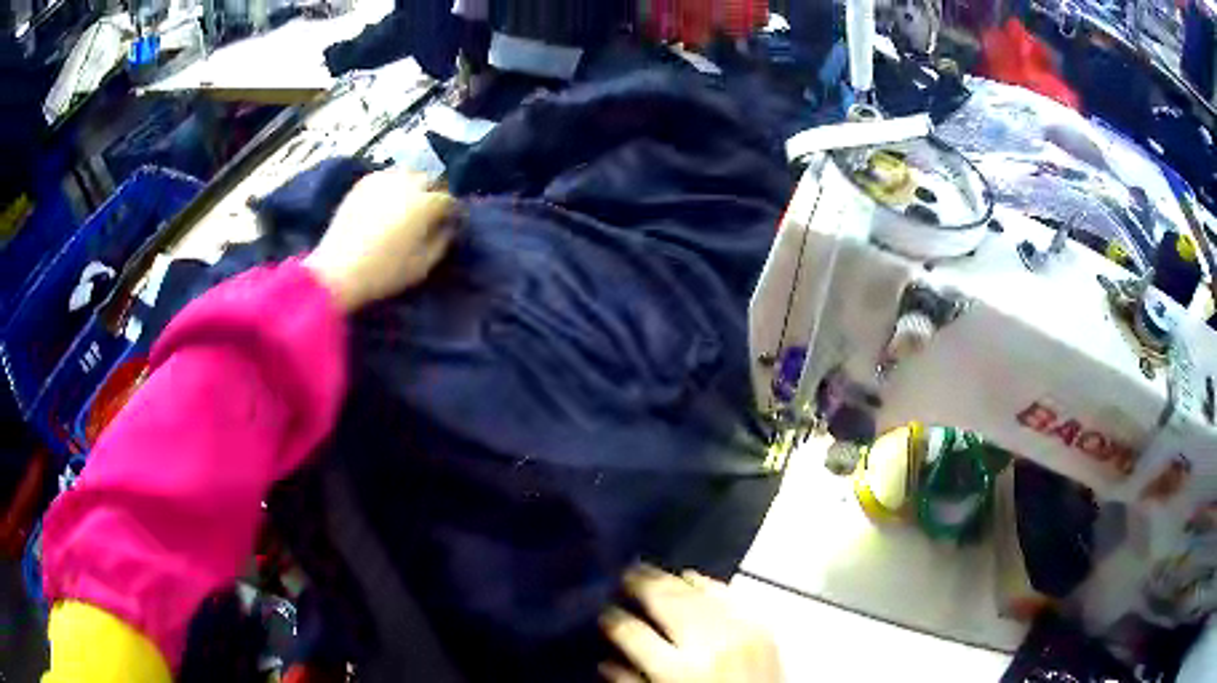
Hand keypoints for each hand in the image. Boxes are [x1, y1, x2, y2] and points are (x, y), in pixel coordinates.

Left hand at [303, 168, 457, 311]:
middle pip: (430, 179)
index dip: (452, 212)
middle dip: (434, 193)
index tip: (451, 223)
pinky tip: (389, 200)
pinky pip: (386, 176)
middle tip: (430, 212)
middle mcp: (407, 184)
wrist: (338, 271)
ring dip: (414, 185)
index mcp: (426, 203)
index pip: (449, 200)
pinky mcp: (363, 184)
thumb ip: (442, 242)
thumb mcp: (423, 265)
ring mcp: (383, 180)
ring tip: (409, 202)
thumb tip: (447, 227)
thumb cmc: (385, 272)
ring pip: (408, 173)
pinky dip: (393, 184)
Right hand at [599, 565, 781, 682]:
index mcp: (676, 671)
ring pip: (695, 591)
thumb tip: (606, 661)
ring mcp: (738, 630)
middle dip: (640, 585)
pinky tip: (691, 577)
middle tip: (624, 575)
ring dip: (669, 579)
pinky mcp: (760, 625)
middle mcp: (707, 645)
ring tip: (649, 571)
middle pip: (665, 601)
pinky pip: (728, 593)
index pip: (632, 634)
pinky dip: (706, 583)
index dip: (614, 619)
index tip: (605, 613)